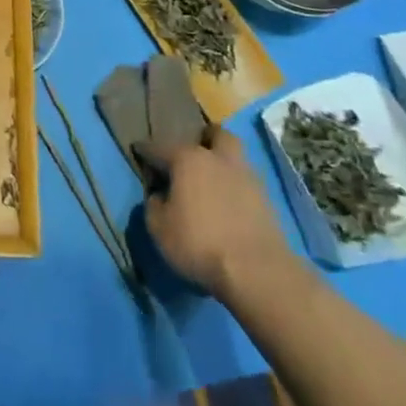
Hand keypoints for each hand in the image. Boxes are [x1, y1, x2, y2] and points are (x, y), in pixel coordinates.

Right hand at [139, 127, 298, 298]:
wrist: (257, 271)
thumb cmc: (199, 243)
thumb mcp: (159, 228)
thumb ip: (154, 205)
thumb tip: (159, 195)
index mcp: (187, 159)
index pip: (158, 146)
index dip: (145, 149)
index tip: (138, 150)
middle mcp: (218, 159)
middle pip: (215, 134)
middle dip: (204, 138)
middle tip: (193, 154)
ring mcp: (247, 177)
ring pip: (235, 156)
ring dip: (223, 162)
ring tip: (213, 180)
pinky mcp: (267, 200)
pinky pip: (246, 182)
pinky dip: (236, 186)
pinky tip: (229, 202)